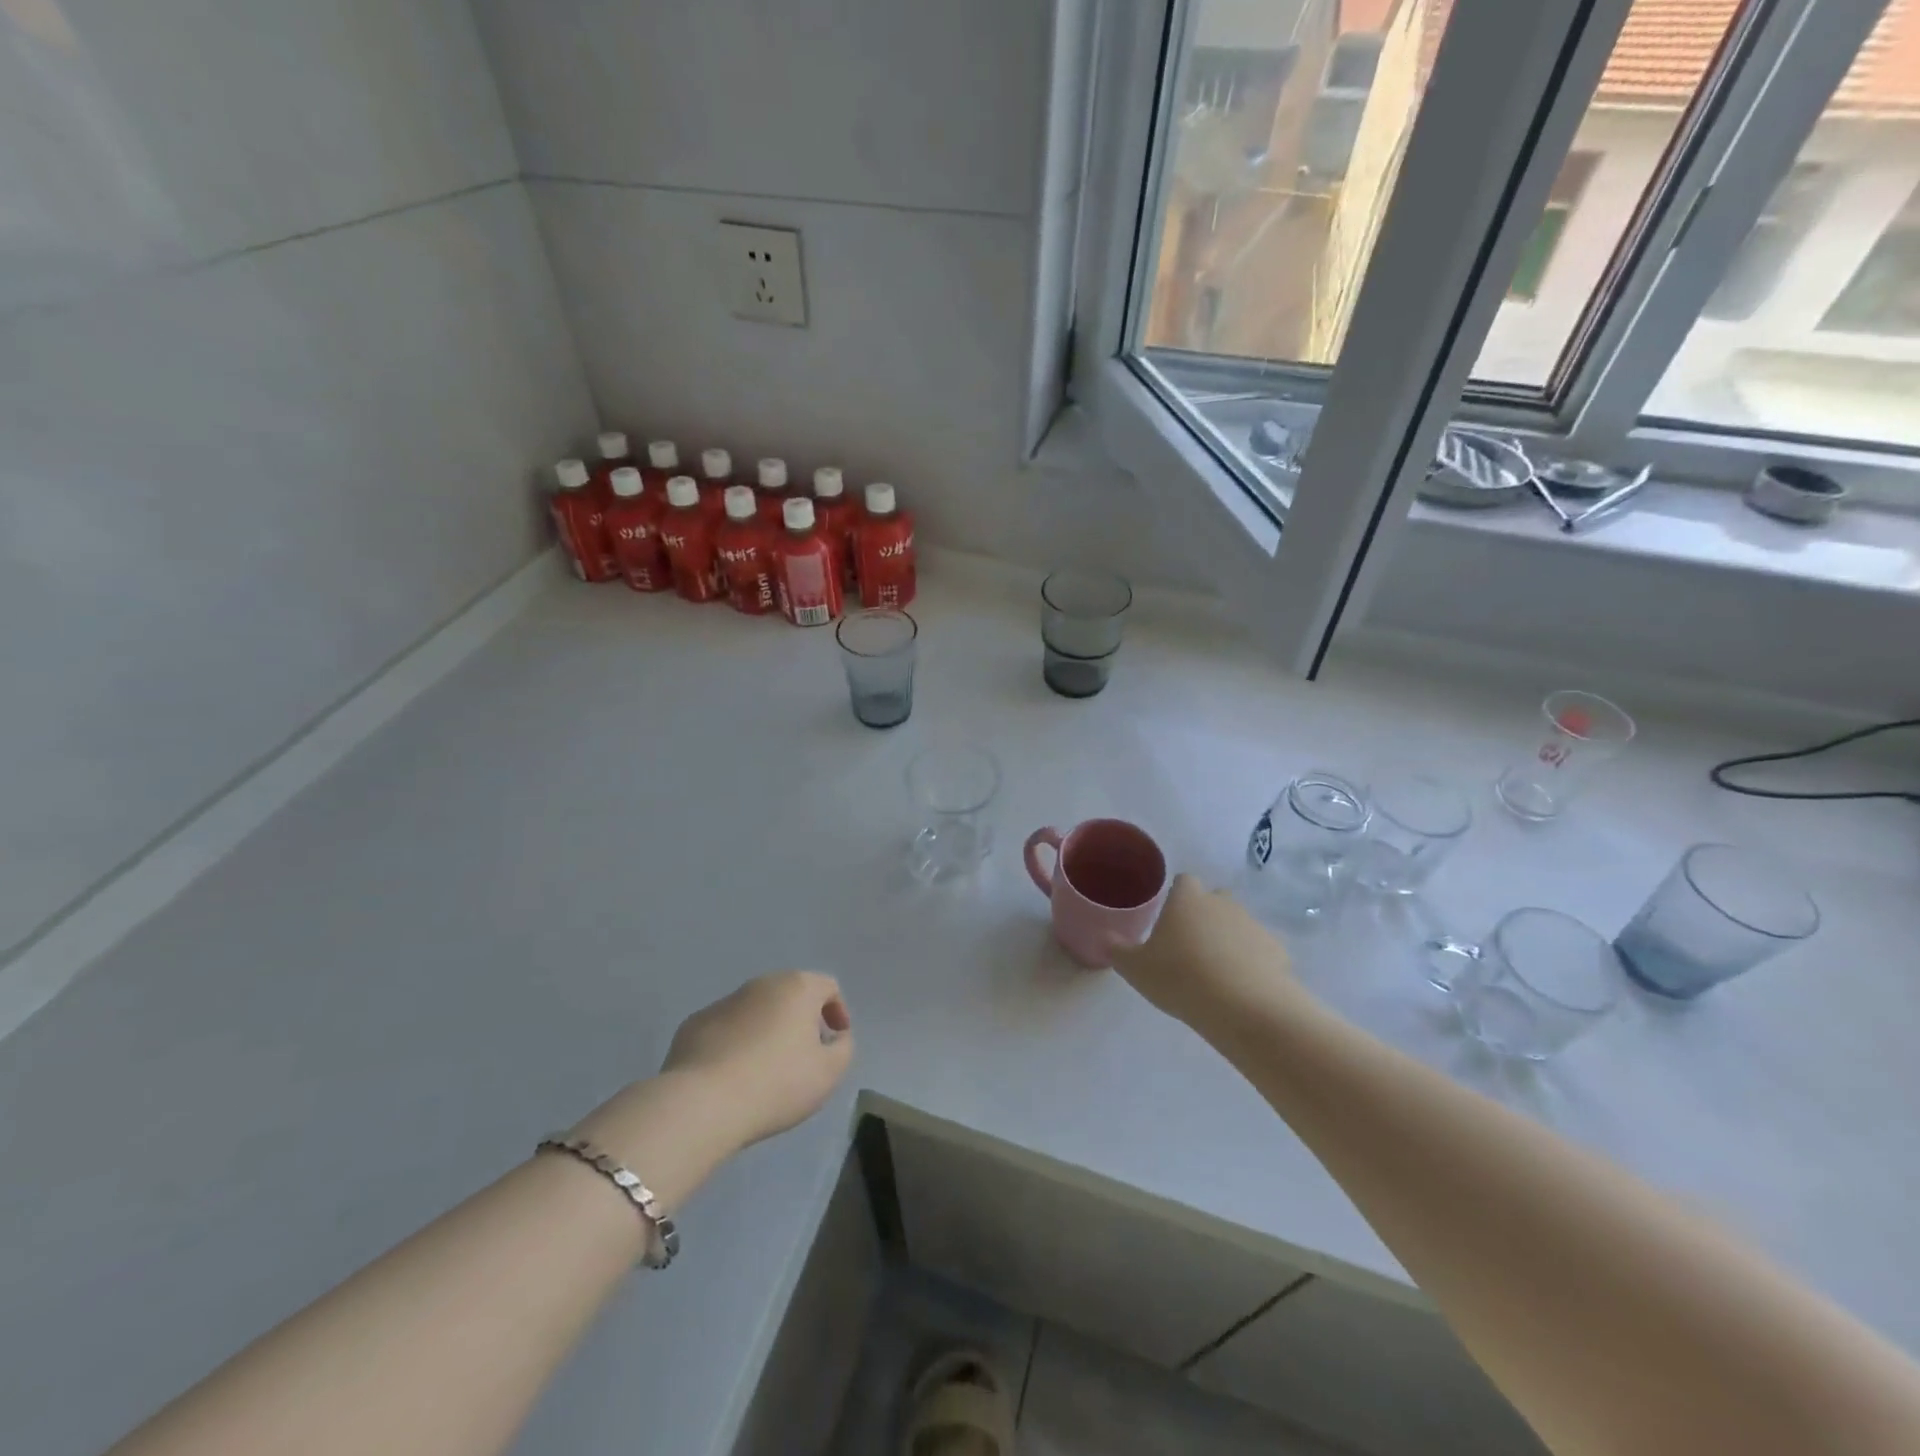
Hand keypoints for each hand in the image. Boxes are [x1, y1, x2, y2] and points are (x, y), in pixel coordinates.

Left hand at [659, 971, 853, 1151]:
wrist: (702, 1103)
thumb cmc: (776, 1083)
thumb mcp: (829, 1072)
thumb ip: (843, 1048)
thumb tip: (836, 1036)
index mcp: (796, 988)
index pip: (827, 986)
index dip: (838, 1011)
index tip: (834, 1041)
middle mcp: (760, 984)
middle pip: (790, 994)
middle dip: (801, 1019)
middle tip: (803, 1055)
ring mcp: (723, 1002)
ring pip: (755, 1011)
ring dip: (766, 1031)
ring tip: (765, 1070)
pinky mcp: (693, 1025)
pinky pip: (725, 1029)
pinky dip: (735, 1044)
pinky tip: (732, 1076)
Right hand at [1111, 875, 1302, 1040]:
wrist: (1245, 1008)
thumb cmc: (1181, 978)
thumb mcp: (1136, 969)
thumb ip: (1118, 950)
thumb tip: (1105, 937)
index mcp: (1187, 899)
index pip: (1183, 882)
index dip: (1176, 898)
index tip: (1169, 922)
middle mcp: (1222, 903)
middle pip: (1213, 900)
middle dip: (1205, 917)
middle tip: (1190, 949)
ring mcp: (1254, 925)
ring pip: (1238, 925)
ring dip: (1229, 942)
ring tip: (1216, 975)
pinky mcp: (1279, 951)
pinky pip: (1261, 952)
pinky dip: (1253, 964)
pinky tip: (1242, 989)